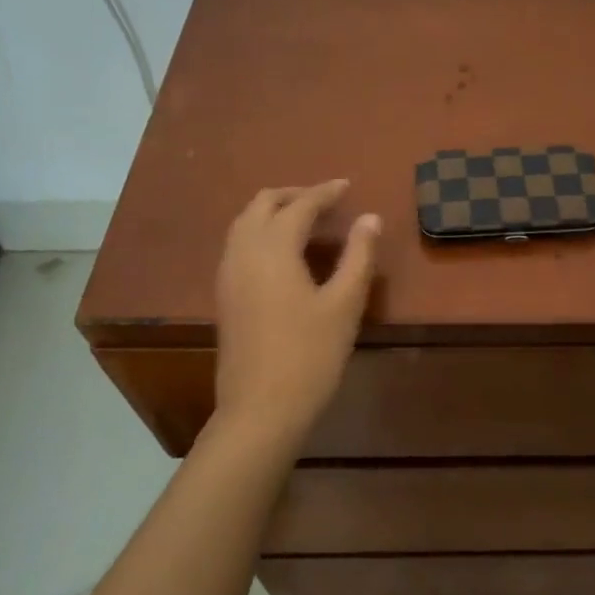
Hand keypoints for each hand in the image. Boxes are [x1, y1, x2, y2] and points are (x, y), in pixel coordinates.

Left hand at [213, 180, 380, 447]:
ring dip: (274, 212)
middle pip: (262, 204)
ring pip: (245, 223)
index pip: (299, 205)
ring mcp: (228, 275)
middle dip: (294, 195)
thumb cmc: (310, 355)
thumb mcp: (344, 304)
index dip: (325, 192)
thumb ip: (358, 256)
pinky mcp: (225, 296)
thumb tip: (370, 218)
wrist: (260, 409)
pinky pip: (239, 245)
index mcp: (273, 249)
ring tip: (308, 222)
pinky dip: (262, 232)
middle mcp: (243, 252)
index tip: (347, 185)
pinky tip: (285, 253)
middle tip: (327, 200)